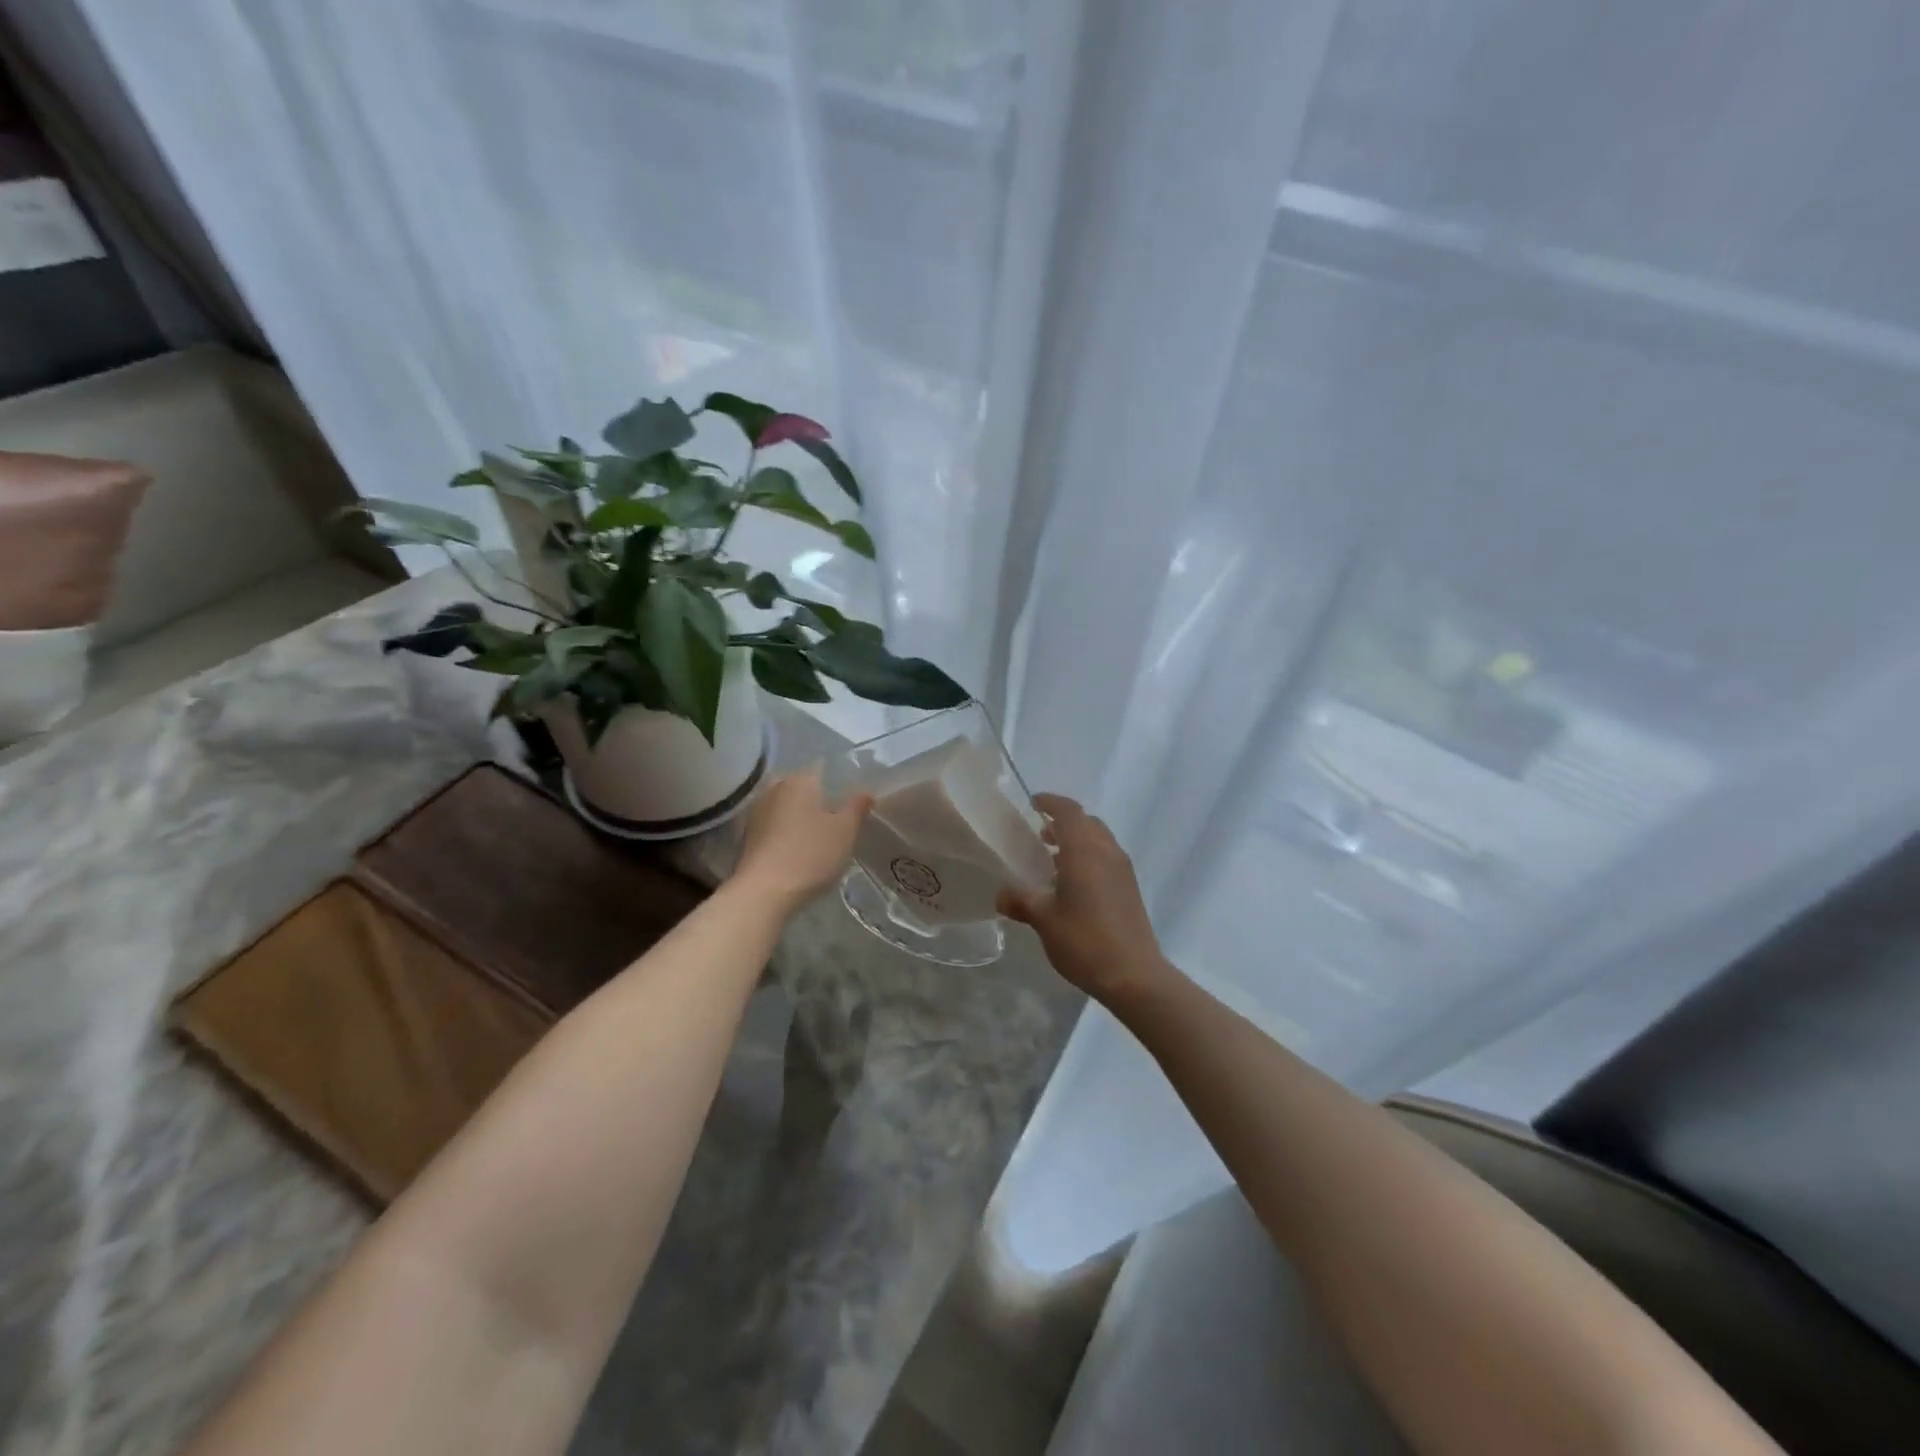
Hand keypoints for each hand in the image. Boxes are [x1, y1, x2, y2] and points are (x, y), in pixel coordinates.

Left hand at [731, 766, 872, 912]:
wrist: (763, 893)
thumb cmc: (810, 854)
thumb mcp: (846, 831)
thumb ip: (857, 807)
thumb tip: (866, 791)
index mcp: (800, 779)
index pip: (823, 768)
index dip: (839, 781)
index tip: (851, 798)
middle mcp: (774, 788)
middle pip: (801, 786)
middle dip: (817, 798)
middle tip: (836, 817)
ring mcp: (756, 812)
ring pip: (785, 806)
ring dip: (799, 816)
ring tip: (818, 835)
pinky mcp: (746, 836)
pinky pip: (773, 825)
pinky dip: (785, 832)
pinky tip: (797, 849)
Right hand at [998, 794, 1176, 1004]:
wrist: (1134, 975)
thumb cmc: (1084, 940)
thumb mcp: (1044, 920)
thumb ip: (1020, 900)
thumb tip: (1001, 894)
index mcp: (1085, 851)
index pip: (1069, 811)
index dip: (1050, 802)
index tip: (1032, 804)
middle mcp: (1107, 852)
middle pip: (1086, 822)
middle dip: (1063, 822)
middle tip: (1039, 835)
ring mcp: (1122, 870)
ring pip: (1099, 840)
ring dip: (1076, 841)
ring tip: (1051, 860)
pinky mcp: (1130, 888)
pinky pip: (1106, 858)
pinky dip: (1088, 858)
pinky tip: (1071, 885)